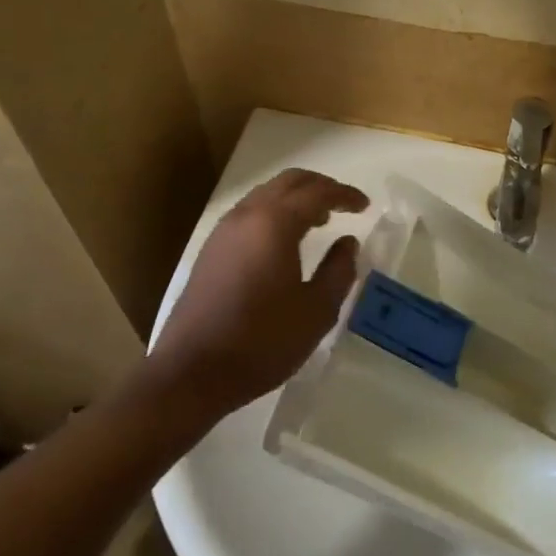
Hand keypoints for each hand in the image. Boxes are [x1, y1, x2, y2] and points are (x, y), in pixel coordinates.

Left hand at [150, 168, 368, 415]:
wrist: (191, 373)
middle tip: (344, 204)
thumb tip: (348, 243)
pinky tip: (284, 241)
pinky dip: (274, 212)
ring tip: (319, 221)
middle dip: (320, 186)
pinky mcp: (210, 250)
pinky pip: (250, 213)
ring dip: (295, 198)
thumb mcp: (316, 311)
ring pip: (266, 194)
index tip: (364, 205)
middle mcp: (247, 216)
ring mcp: (223, 231)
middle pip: (289, 182)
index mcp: (275, 224)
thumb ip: (338, 270)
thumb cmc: (262, 342)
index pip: (318, 193)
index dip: (345, 195)